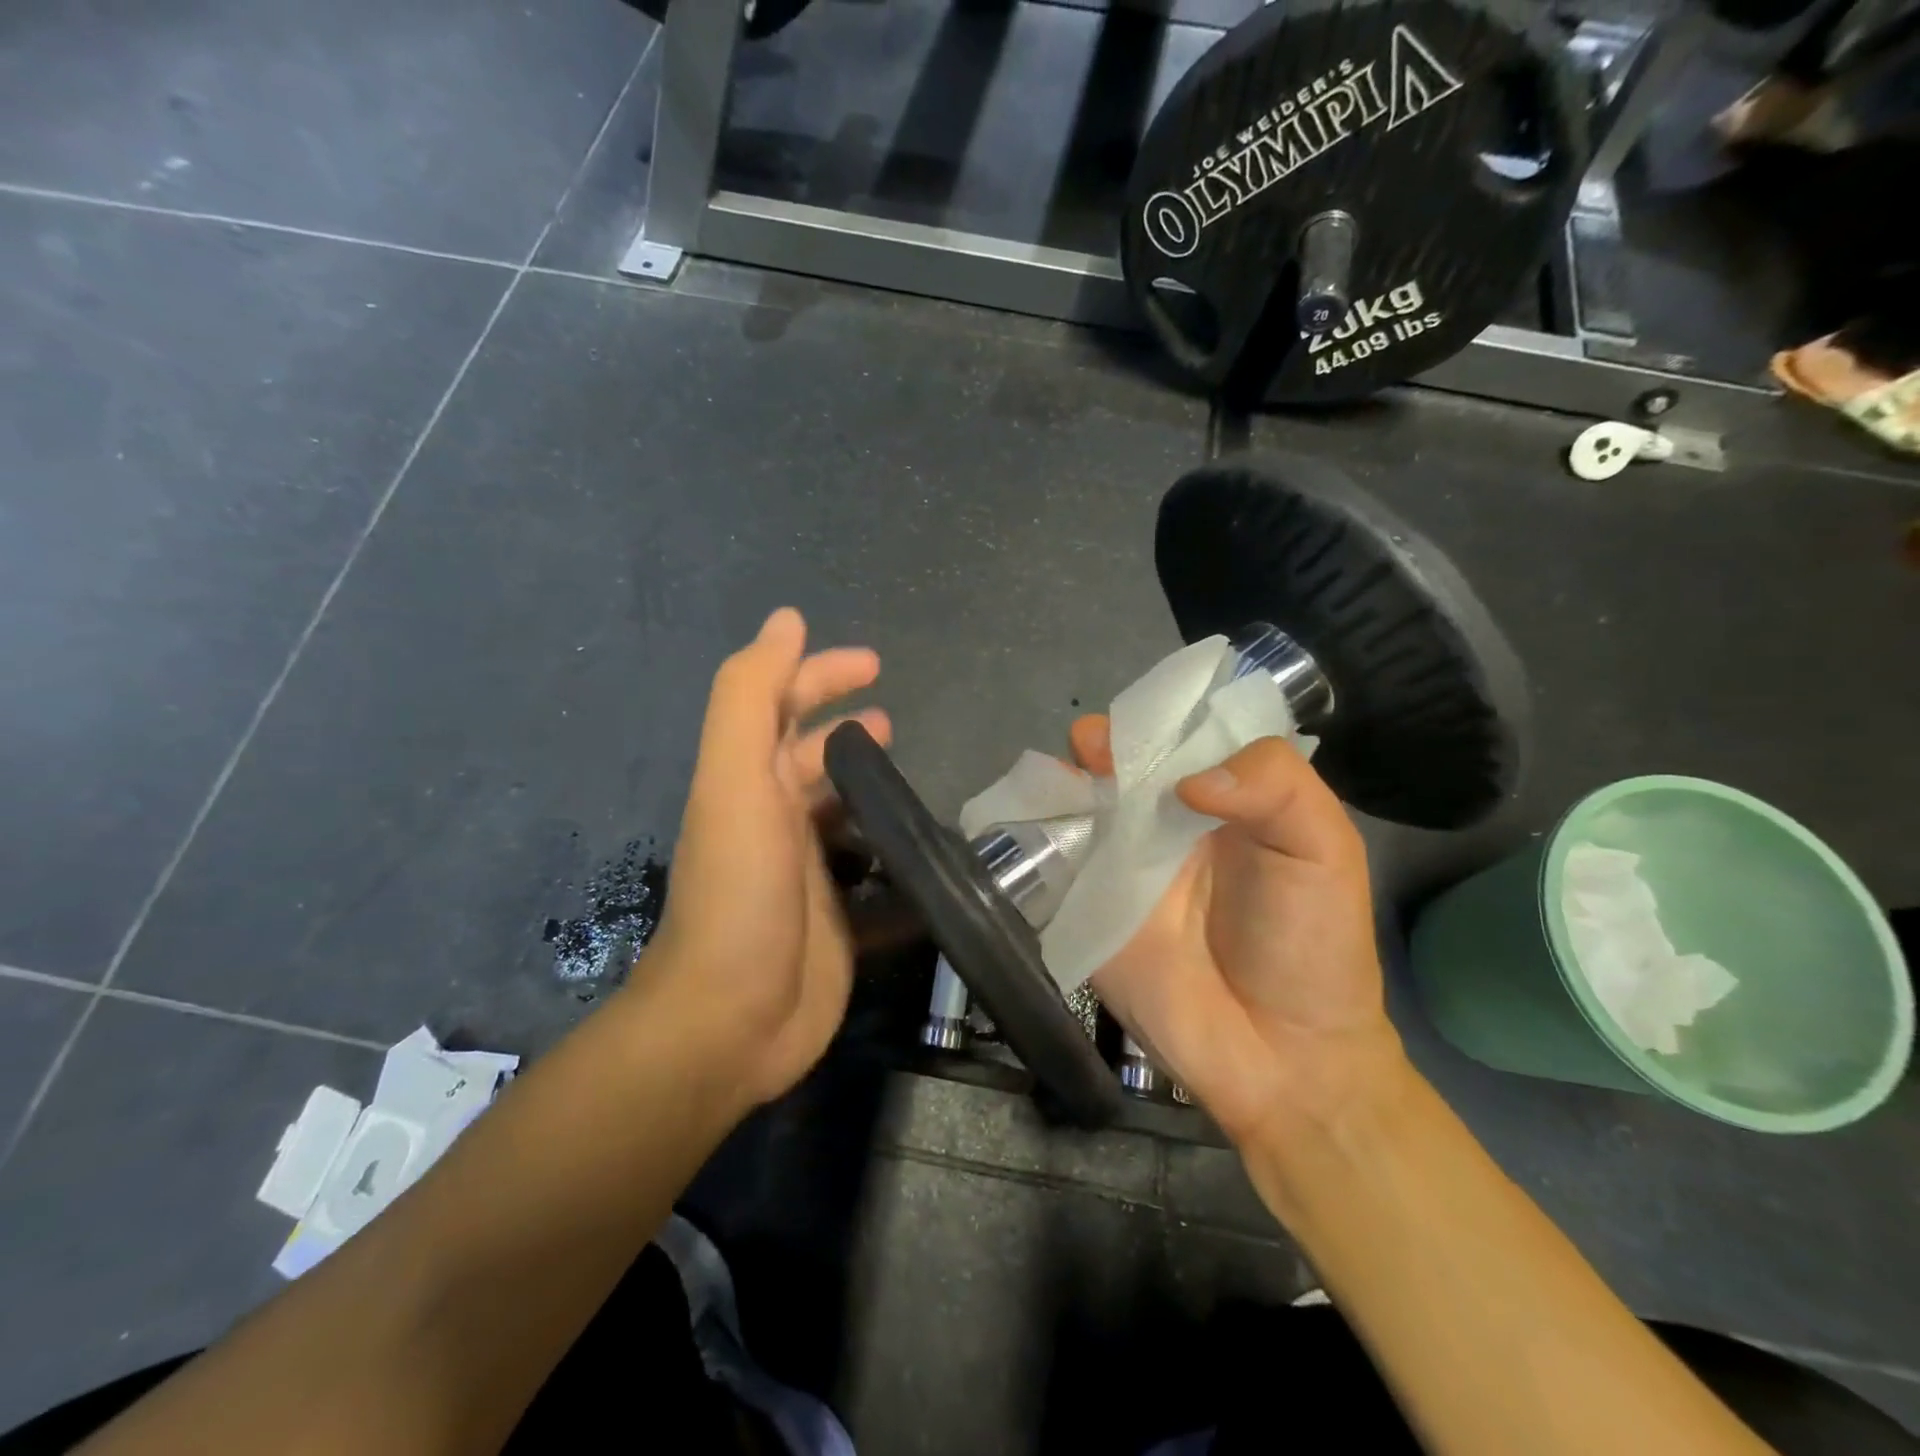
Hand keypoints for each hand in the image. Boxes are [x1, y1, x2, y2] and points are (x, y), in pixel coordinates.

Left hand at [638, 609, 888, 1108]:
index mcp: (749, 782)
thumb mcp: (735, 781)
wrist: (732, 1021)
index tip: (875, 663)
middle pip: (811, 756)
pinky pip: (868, 871)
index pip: (782, 706)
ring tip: (911, 775)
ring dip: (869, 786)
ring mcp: (804, 872)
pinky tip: (926, 849)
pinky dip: (890, 853)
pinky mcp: (835, 919)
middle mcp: (772, 820)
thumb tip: (786, 620)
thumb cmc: (739, 892)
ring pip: (840, 811)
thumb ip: (751, 696)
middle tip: (894, 717)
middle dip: (846, 728)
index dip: (820, 674)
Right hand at [1070, 717, 1403, 1144]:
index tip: (1137, 726)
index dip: (1155, 720)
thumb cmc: (1311, 944)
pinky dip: (1033, 834)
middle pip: (1120, 764)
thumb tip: (1185, 780)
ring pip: (1079, 803)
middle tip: (1092, 750)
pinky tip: (1026, 820)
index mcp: (1222, 797)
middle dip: (1100, 745)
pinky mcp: (1085, 905)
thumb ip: (1274, 786)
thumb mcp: (1323, 848)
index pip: (1179, 737)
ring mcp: (1119, 863)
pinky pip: (1052, 860)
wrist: (1279, 1057)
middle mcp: (1163, 820)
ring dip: (1060, 782)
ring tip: (1058, 781)